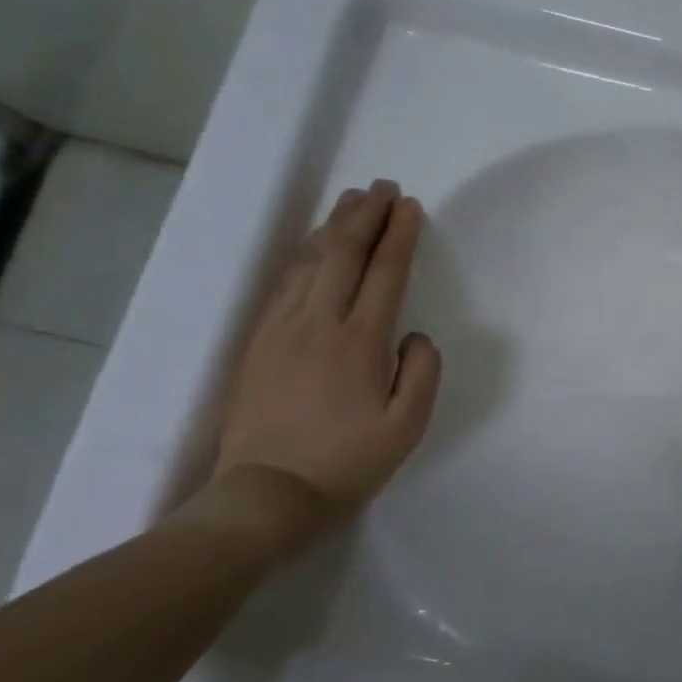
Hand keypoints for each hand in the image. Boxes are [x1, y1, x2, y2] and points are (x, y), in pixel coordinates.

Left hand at [213, 181, 441, 524]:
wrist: (267, 494)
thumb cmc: (347, 463)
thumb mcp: (408, 427)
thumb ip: (422, 372)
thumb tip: (414, 335)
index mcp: (360, 342)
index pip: (384, 273)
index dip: (399, 235)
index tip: (410, 206)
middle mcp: (318, 323)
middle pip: (343, 254)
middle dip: (365, 215)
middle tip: (382, 187)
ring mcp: (281, 328)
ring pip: (309, 261)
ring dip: (333, 226)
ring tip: (351, 201)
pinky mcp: (258, 340)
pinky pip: (284, 282)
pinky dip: (304, 253)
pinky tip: (313, 244)